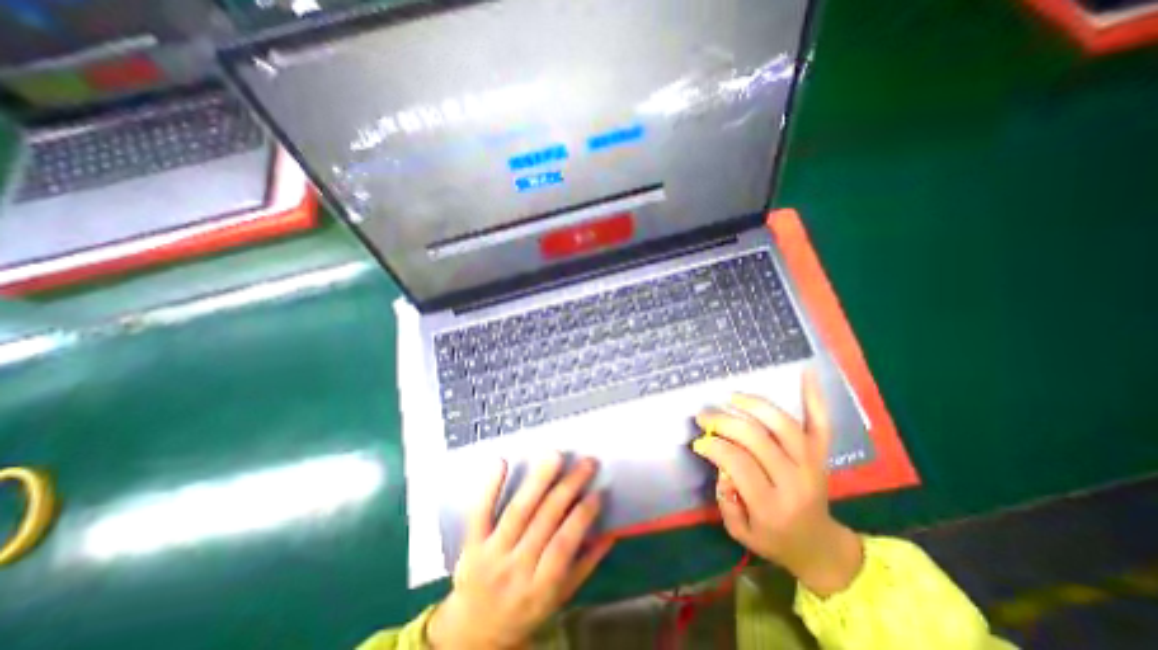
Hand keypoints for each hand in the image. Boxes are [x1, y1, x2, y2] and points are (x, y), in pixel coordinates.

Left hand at [426, 455, 614, 646]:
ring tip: (555, 456)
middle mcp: (515, 570)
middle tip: (586, 463)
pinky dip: (490, 487)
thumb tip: (610, 533)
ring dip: (538, 480)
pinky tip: (501, 462)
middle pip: (544, 521)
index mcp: (540, 589)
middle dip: (568, 487)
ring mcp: (490, 555)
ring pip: (517, 512)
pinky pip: (479, 513)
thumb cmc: (524, 611)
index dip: (582, 517)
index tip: (598, 492)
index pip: (563, 546)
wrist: (471, 634)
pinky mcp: (471, 544)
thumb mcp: (558, 598)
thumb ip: (585, 565)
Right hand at [686, 368, 858, 596]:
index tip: (698, 441)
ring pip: (783, 424)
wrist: (820, 546)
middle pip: (756, 438)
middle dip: (724, 421)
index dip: (713, 446)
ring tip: (732, 397)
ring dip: (754, 405)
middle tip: (704, 415)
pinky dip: (814, 397)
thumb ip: (725, 500)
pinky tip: (805, 372)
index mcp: (773, 505)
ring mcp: (812, 463)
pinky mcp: (823, 454)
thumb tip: (720, 464)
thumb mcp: (740, 532)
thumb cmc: (774, 539)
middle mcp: (795, 480)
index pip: (738, 463)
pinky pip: (821, 422)